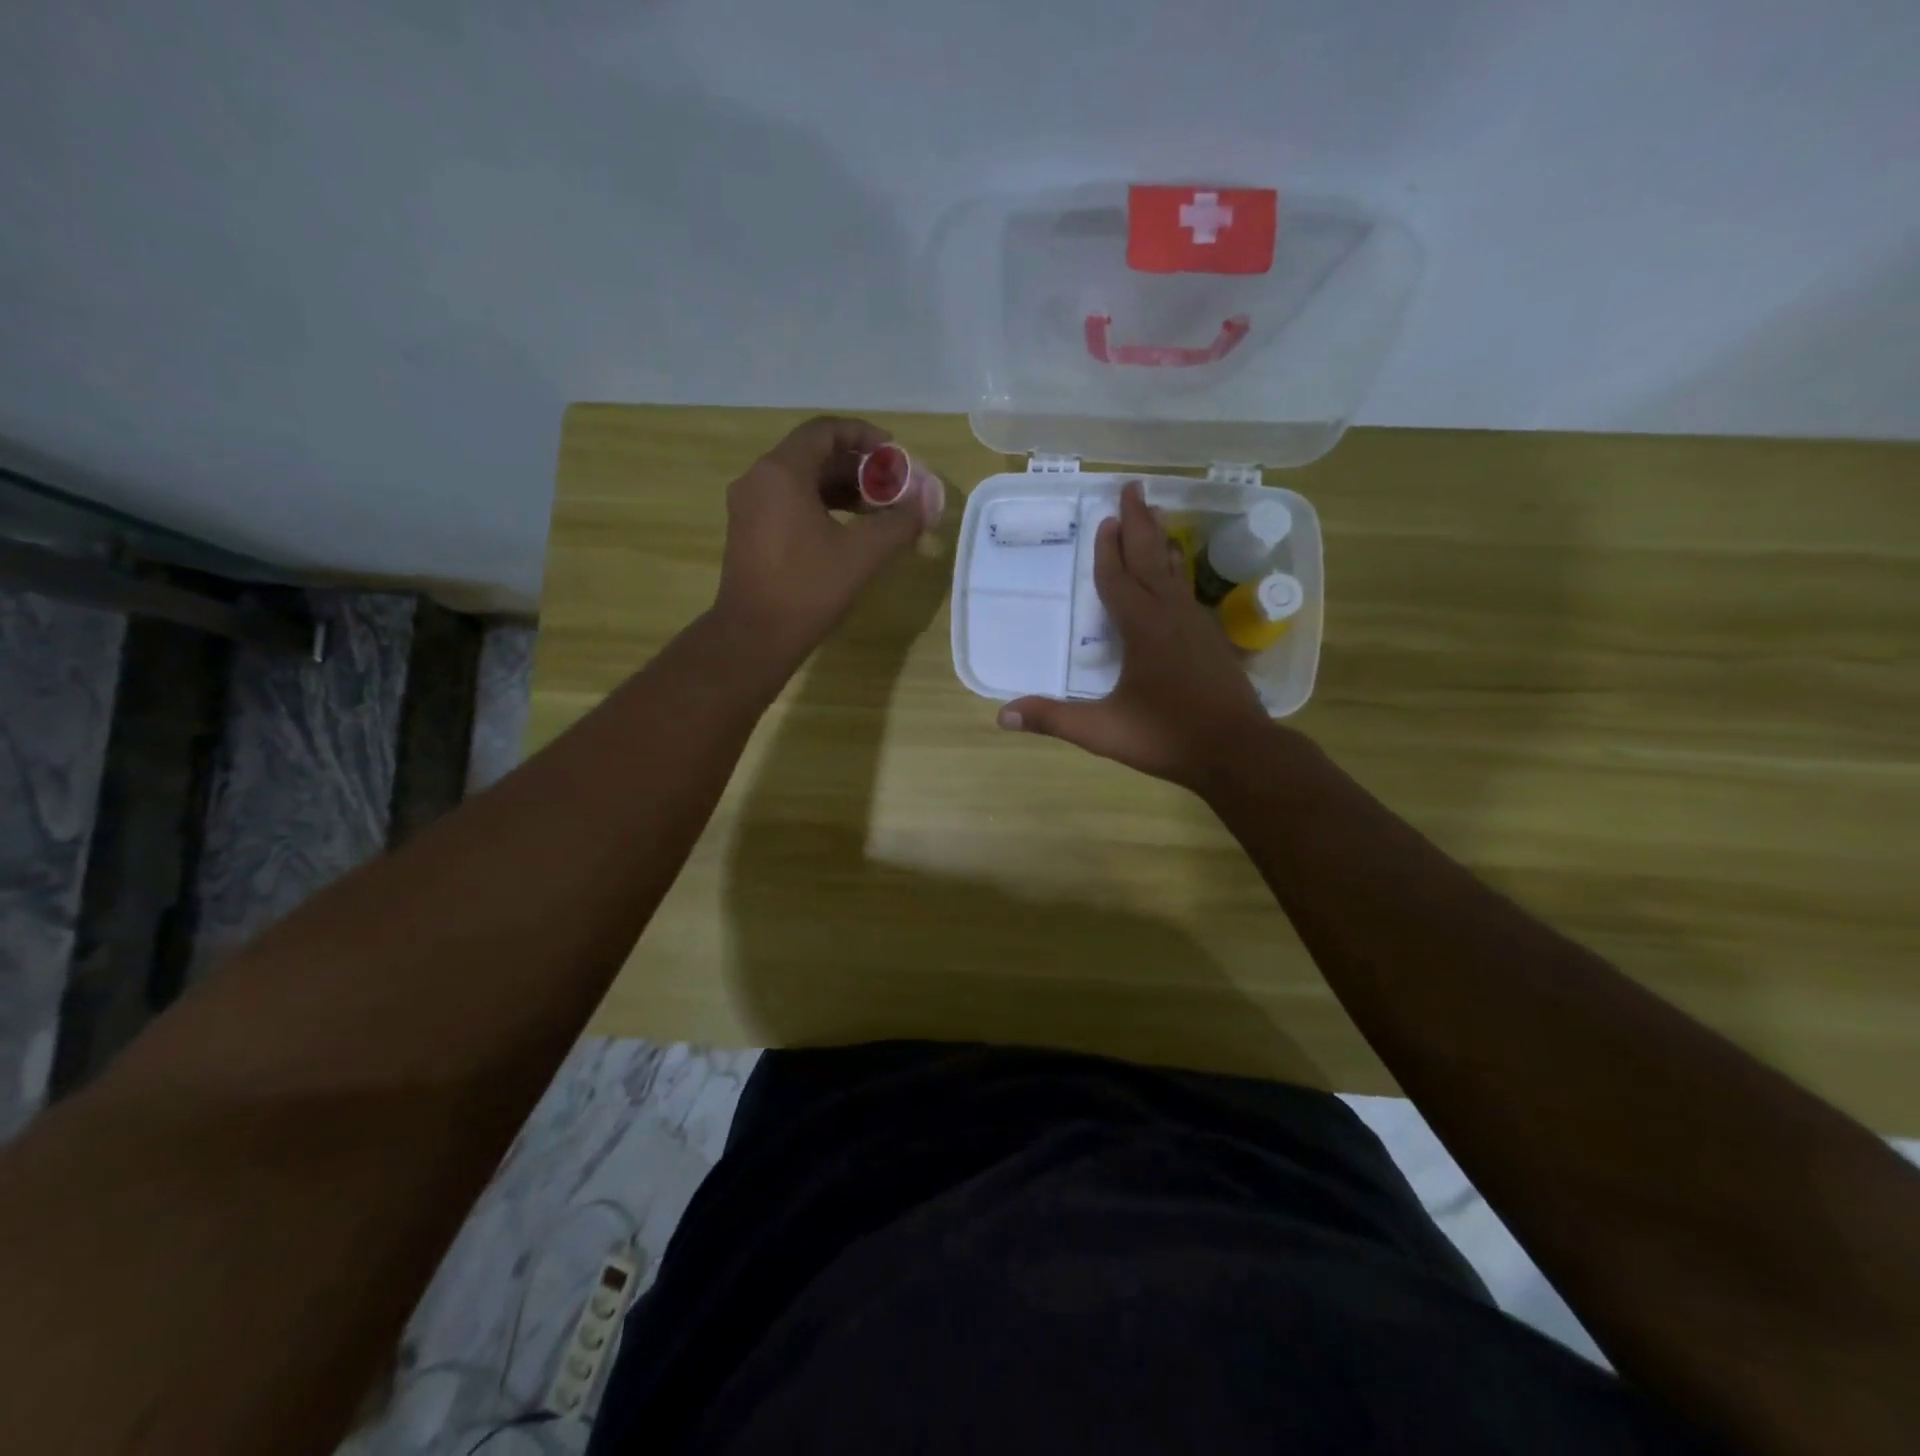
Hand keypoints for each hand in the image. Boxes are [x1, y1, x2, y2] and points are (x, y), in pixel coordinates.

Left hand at [712, 416, 943, 665]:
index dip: (864, 435)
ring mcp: (750, 506)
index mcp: (782, 472)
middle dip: (858, 468)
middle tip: (893, 488)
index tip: (894, 454)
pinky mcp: (749, 532)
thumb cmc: (807, 589)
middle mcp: (759, 479)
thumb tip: (929, 500)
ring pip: (802, 481)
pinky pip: (789, 503)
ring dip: (842, 489)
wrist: (754, 637)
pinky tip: (849, 531)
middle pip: (814, 455)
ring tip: (878, 511)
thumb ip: (899, 522)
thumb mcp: (862, 554)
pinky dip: (822, 507)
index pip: (825, 431)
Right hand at [999, 482, 1275, 792]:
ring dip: (1159, 541)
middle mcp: (1171, 615)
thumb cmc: (1167, 736)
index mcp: (1143, 628)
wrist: (1238, 751)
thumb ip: (1053, 719)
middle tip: (1133, 488)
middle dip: (1139, 523)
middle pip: (1150, 559)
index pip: (1118, 580)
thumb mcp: (1103, 731)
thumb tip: (1002, 715)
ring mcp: (1196, 624)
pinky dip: (1175, 570)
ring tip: (1154, 514)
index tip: (1104, 518)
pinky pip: (1186, 591)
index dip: (1107, 551)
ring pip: (1173, 571)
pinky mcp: (1211, 638)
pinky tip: (1175, 574)